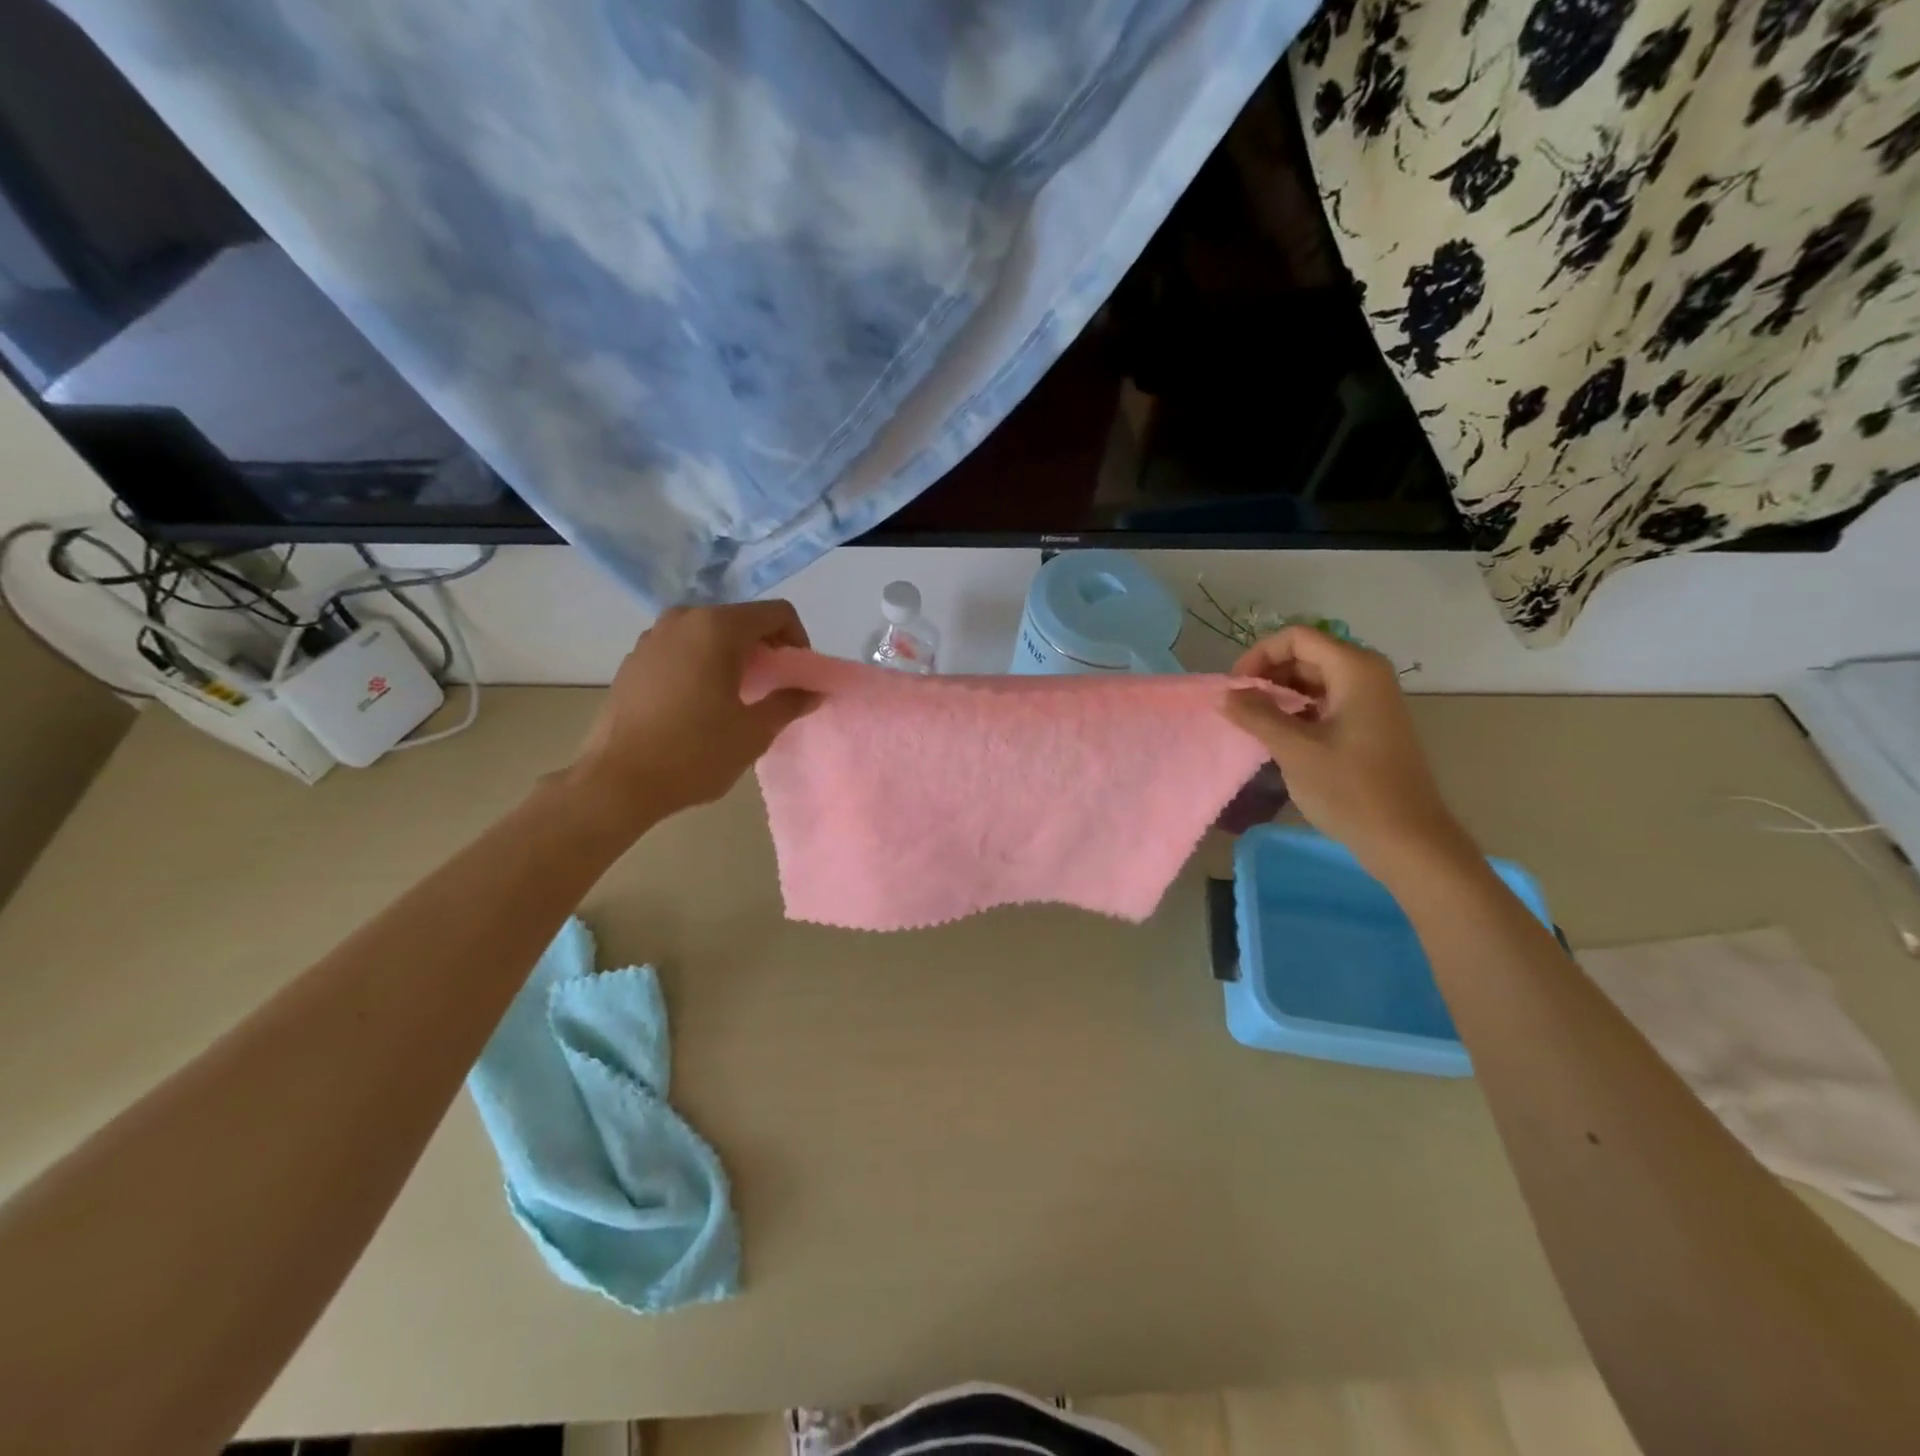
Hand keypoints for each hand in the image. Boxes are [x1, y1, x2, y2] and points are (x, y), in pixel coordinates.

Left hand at [566, 601, 818, 832]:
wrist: (617, 781)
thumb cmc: (694, 753)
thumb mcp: (754, 732)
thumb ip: (789, 703)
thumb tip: (812, 691)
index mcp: (717, 628)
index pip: (777, 613)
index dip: (798, 641)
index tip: (796, 676)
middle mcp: (683, 619)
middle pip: (742, 619)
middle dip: (765, 648)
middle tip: (772, 688)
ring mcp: (652, 637)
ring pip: (709, 633)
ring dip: (732, 655)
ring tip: (736, 696)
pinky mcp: (634, 659)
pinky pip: (681, 648)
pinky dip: (701, 663)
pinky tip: (700, 703)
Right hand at [1221, 626, 1472, 879]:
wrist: (1406, 839)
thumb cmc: (1351, 789)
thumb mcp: (1295, 749)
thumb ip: (1256, 715)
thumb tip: (1225, 694)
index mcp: (1355, 669)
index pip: (1297, 638)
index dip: (1259, 655)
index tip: (1235, 689)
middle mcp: (1366, 675)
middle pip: (1306, 656)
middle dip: (1267, 676)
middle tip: (1239, 708)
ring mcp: (1370, 701)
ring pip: (1313, 681)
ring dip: (1279, 696)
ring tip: (1253, 724)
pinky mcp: (1368, 725)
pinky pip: (1325, 703)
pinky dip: (1297, 712)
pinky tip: (1278, 737)